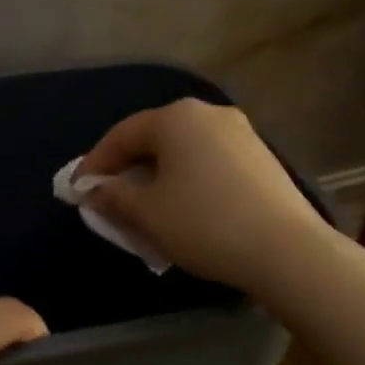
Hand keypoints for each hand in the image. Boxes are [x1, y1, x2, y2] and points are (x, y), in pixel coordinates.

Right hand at [79, 98, 333, 296]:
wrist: (287, 250)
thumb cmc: (204, 224)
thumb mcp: (147, 213)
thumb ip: (113, 196)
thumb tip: (95, 190)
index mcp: (176, 117)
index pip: (122, 134)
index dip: (95, 162)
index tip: (77, 190)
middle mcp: (209, 114)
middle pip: (154, 139)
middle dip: (127, 169)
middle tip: (109, 198)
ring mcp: (241, 134)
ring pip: (183, 152)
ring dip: (158, 177)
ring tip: (145, 208)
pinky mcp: (261, 158)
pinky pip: (209, 163)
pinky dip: (187, 181)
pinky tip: (183, 209)